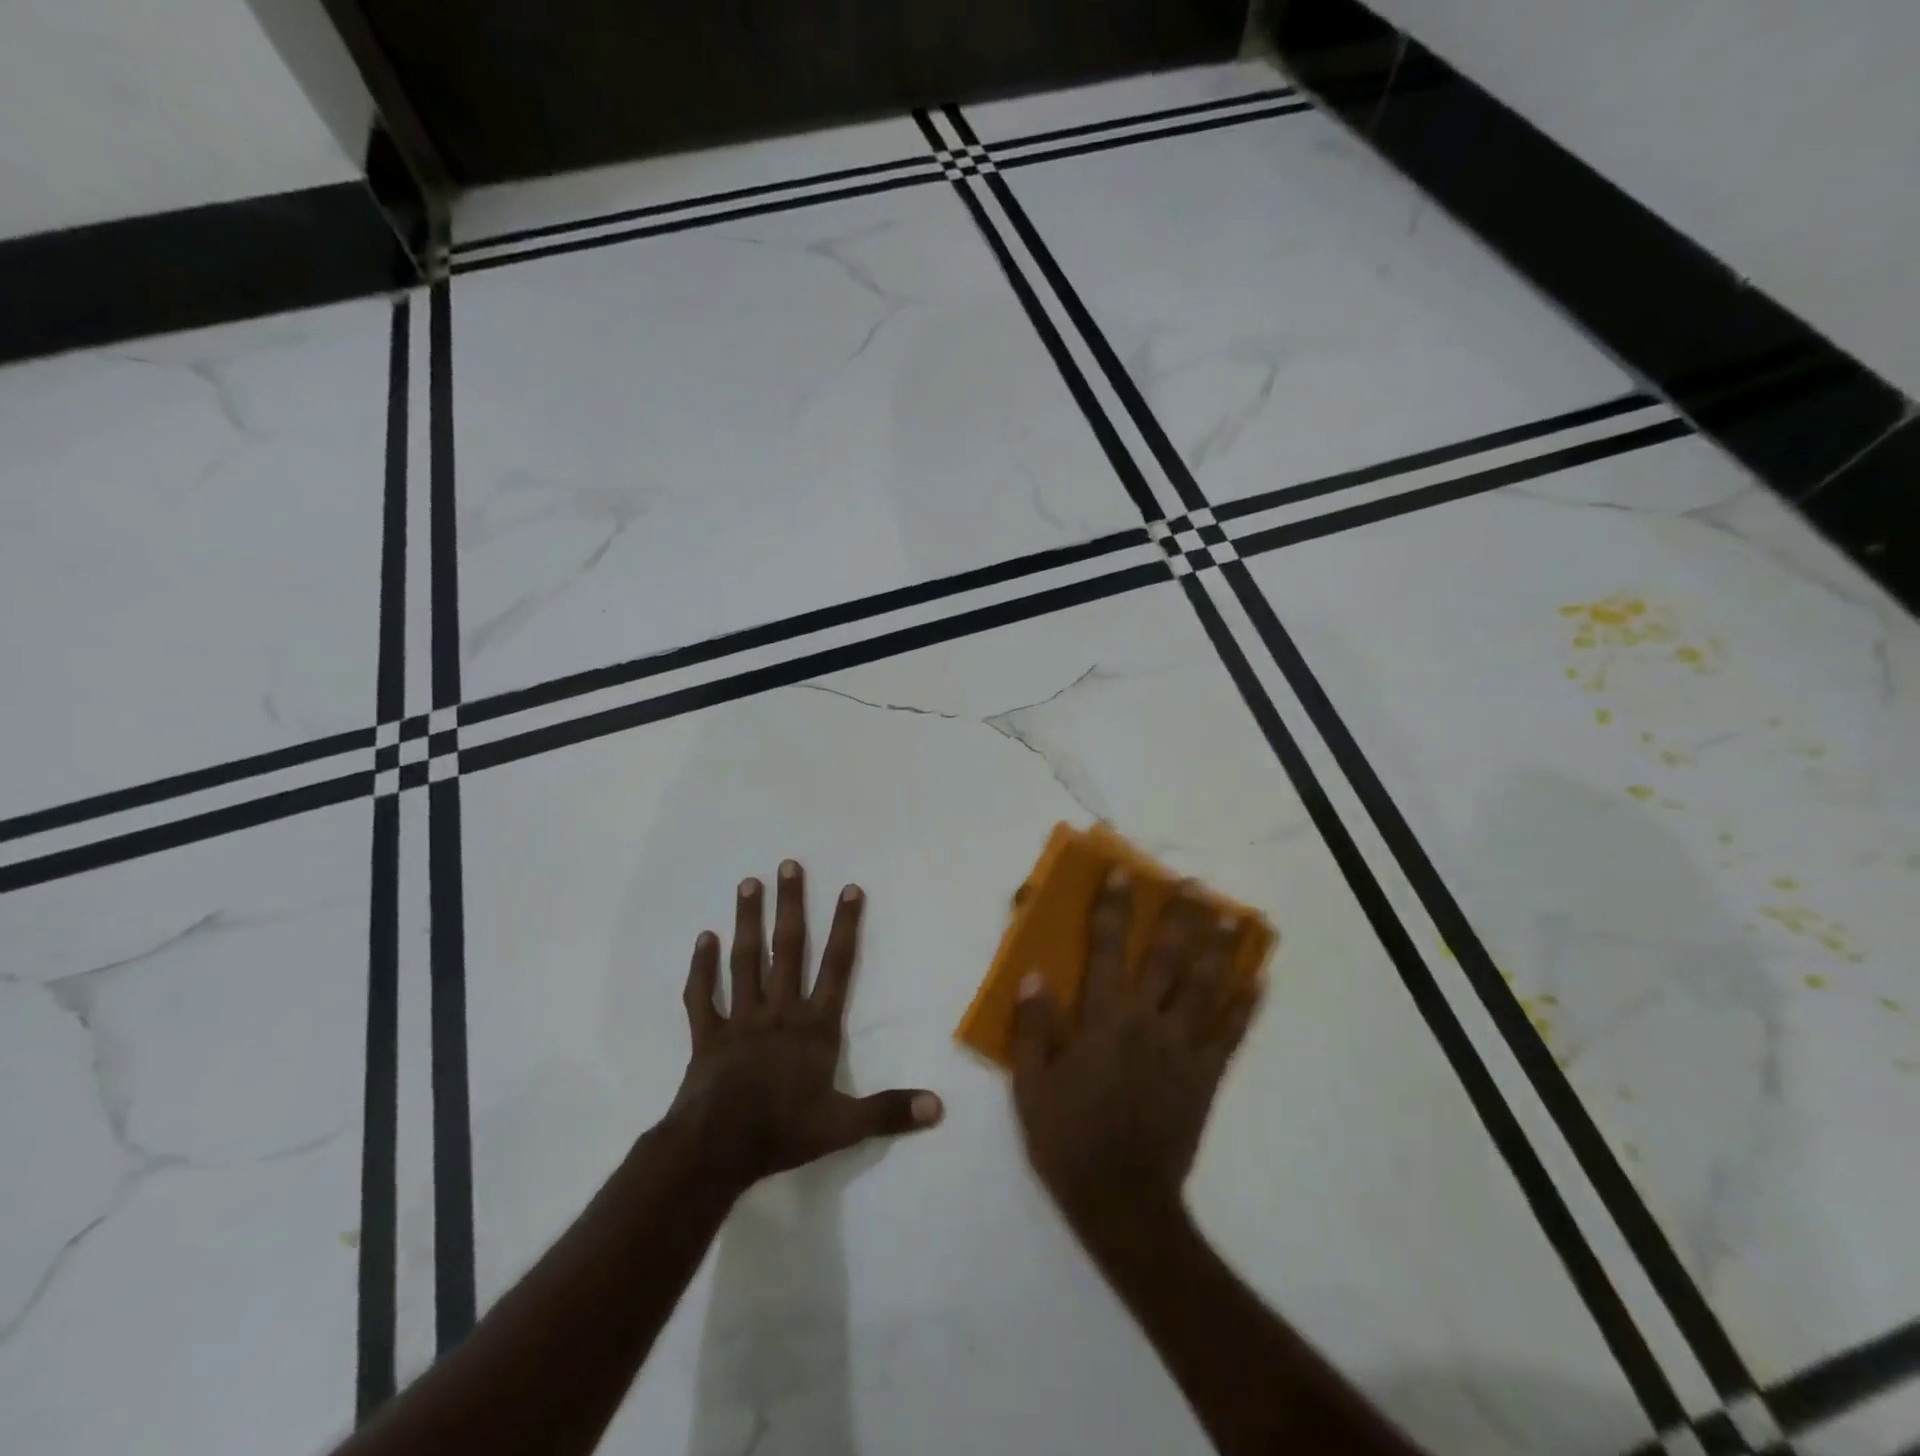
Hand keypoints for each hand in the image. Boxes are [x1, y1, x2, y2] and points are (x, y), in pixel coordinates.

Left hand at [667, 860, 942, 1192]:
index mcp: (814, 1027)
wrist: (716, 1151)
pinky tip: (703, 938)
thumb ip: (890, 1111)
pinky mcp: (707, 1035)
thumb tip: (939, 1106)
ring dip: (748, 921)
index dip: (846, 927)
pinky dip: (702, 968)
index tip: (849, 888)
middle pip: (788, 949)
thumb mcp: (844, 1126)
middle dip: (791, 906)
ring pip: (746, 961)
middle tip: (788, 865)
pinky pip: (703, 996)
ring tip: (748, 883)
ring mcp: (741, 1019)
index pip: (837, 966)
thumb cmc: (783, 1132)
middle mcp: (780, 1011)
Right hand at [1011, 868, 1260, 1237]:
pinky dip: (1245, 1006)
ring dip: (1219, 949)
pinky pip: (1230, 1035)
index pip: (1106, 950)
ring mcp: (1182, 1049)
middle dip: (1178, 917)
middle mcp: (1147, 1023)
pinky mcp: (1206, 1076)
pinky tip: (1258, 981)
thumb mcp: (1032, 1085)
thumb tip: (1035, 975)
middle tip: (1193, 883)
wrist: (1122, 1202)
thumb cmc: (1068, 1139)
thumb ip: (1034, 1028)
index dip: (1113, 908)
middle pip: (1167, 958)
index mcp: (1103, 1021)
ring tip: (1234, 917)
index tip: (1122, 874)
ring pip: (1205, 987)